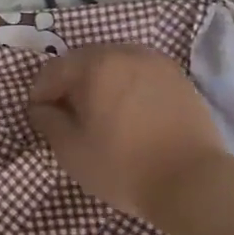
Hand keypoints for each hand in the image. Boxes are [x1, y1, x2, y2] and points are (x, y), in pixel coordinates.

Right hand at [27, 44, 226, 229]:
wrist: (193, 181)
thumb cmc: (124, 167)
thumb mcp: (71, 151)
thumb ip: (48, 121)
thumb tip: (41, 107)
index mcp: (94, 64)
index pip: (53, 70)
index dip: (41, 93)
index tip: (40, 117)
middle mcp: (124, 52)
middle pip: (84, 61)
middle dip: (71, 84)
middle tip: (69, 116)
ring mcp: (155, 62)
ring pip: (114, 65)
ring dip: (100, 83)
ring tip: (101, 114)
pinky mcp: (178, 77)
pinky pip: (140, 74)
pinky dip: (127, 87)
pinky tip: (130, 114)